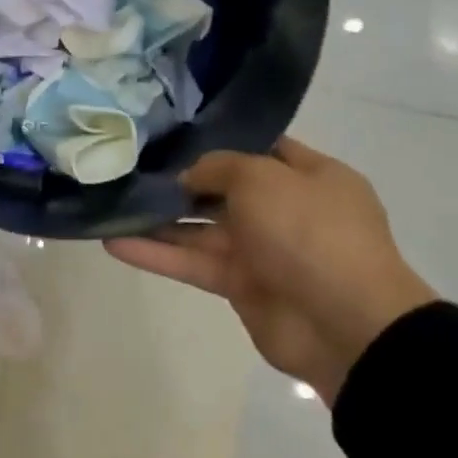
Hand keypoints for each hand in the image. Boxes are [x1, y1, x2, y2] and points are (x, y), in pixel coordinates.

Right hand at [105, 137, 435, 404]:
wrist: (345, 325)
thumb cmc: (310, 233)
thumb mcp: (262, 177)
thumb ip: (217, 167)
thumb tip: (187, 177)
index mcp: (310, 177)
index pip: (260, 148)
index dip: (219, 140)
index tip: (171, 133)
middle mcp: (286, 210)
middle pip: (222, 189)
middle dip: (179, 181)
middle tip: (129, 166)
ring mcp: (263, 250)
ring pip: (200, 228)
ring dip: (158, 220)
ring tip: (111, 203)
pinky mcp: (240, 286)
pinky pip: (192, 262)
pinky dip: (156, 254)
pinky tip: (113, 242)